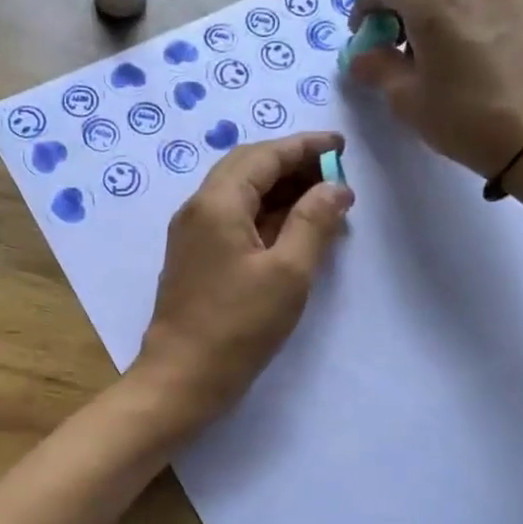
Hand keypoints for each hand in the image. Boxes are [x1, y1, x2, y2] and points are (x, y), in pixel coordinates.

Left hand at [132, 131, 352, 424]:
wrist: (182, 377)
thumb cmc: (238, 326)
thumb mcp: (288, 273)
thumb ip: (313, 222)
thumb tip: (336, 186)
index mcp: (217, 203)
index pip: (264, 155)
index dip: (304, 147)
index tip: (341, 146)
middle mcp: (198, 209)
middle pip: (248, 167)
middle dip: (292, 164)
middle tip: (335, 174)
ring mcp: (192, 234)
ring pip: (240, 193)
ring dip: (280, 190)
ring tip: (323, 201)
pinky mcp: (196, 257)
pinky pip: (233, 219)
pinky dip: (265, 214)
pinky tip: (293, 229)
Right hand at [346, 0, 522, 180]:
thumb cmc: (464, 119)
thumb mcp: (408, 99)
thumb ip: (378, 68)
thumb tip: (361, 56)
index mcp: (434, 2)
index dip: (365, 0)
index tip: (364, 32)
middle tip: (394, 30)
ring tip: (431, 38)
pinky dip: (463, 3)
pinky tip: (463, 44)